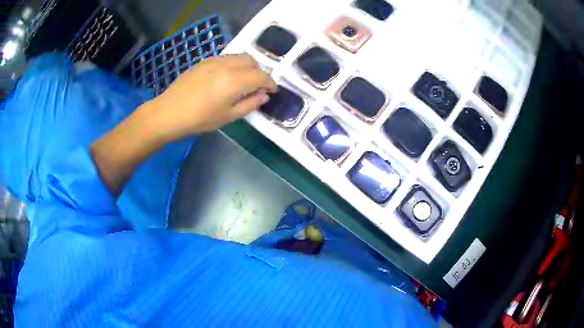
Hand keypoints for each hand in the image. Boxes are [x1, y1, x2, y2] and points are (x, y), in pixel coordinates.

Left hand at [148, 54, 276, 141]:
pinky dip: (233, 65)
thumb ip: (250, 104)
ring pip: (239, 57)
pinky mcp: (204, 61)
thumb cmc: (199, 119)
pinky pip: (226, 58)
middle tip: (256, 87)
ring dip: (247, 67)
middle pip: (252, 61)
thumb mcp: (228, 117)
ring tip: (241, 82)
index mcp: (234, 80)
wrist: (168, 112)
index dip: (270, 83)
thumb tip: (264, 95)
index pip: (261, 76)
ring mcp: (214, 60)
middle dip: (259, 72)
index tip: (272, 91)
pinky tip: (225, 78)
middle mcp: (226, 65)